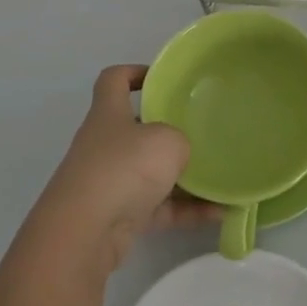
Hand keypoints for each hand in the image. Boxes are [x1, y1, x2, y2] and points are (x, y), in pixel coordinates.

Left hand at [31, 65, 218, 277]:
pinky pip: (159, 207)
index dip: (135, 72)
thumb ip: (180, 141)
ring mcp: (109, 182)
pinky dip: (186, 210)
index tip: (162, 79)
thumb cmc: (124, 168)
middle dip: (169, 131)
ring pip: (151, 172)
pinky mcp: (118, 216)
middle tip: (202, 131)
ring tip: (221, 177)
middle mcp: (105, 144)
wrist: (85, 233)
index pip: (114, 79)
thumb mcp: (167, 140)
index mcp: (109, 113)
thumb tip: (179, 154)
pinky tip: (219, 213)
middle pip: (137, 128)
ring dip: (184, 178)